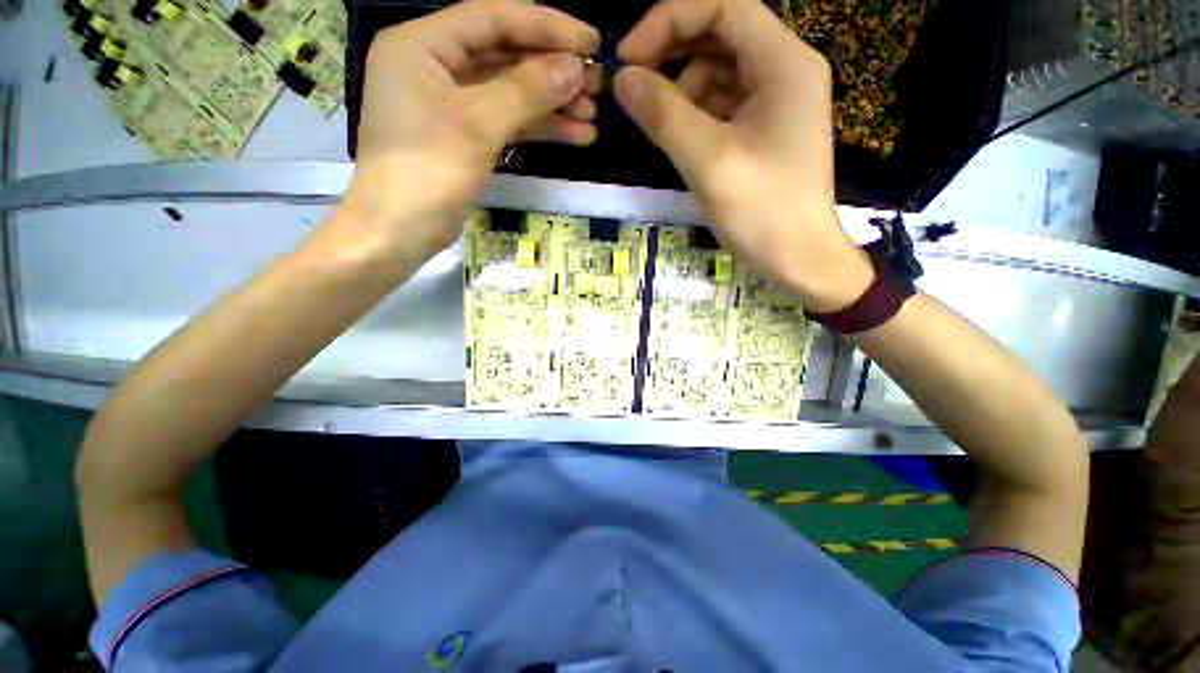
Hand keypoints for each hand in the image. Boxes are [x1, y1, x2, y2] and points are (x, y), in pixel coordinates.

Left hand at [336, 0, 601, 267]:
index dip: (545, 26)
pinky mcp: (465, 139)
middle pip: (505, 56)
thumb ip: (526, 90)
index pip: (492, 19)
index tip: (590, 39)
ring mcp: (451, 106)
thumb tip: (575, 66)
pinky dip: (539, 128)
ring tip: (592, 115)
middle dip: (553, 71)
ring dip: (552, 104)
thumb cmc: (427, 171)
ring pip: (510, 93)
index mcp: (422, 45)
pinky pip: (508, 122)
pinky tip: (575, 135)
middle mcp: (435, 67)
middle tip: (596, 84)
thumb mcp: (478, 124)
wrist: (400, 232)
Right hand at [614, 0, 871, 310]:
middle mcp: (784, 70)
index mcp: (783, 63)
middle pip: (721, 35)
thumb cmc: (762, 212)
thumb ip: (664, 116)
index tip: (628, 58)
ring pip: (719, 71)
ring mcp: (775, 102)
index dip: (669, 20)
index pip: (723, 7)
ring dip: (682, 87)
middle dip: (673, 53)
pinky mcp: (764, 131)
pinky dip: (696, 113)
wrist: (798, 258)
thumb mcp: (708, 162)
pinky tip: (681, 138)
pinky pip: (724, 104)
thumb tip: (623, 79)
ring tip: (660, 122)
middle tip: (634, 85)